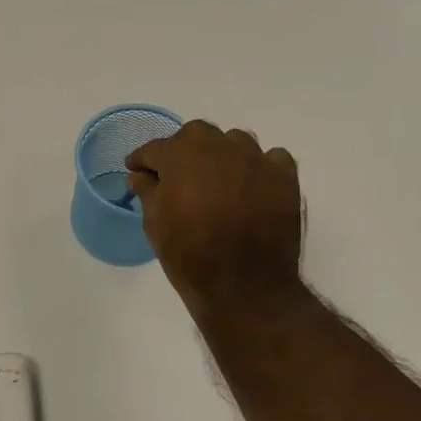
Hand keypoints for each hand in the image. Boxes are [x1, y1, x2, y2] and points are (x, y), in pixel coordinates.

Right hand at [127, 120, 307, 320]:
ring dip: (221, 155)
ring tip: (217, 181)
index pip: (155, 148)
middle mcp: (219, 147)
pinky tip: (252, 187)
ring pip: (234, 142)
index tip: (136, 170)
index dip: (143, 160)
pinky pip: (270, 159)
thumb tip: (139, 175)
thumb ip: (147, 191)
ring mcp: (255, 159)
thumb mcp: (155, 224)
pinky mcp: (284, 177)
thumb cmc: (189, 254)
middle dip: (183, 150)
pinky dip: (258, 168)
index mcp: (181, 155)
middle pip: (196, 135)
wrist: (244, 286)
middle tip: (178, 175)